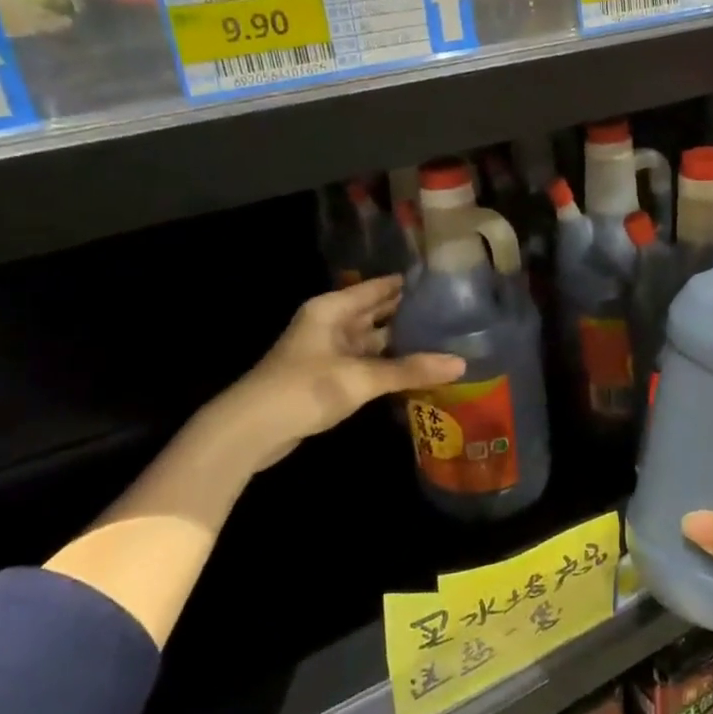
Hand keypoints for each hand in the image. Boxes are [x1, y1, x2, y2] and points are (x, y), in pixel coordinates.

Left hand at [202, 277, 465, 475]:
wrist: (251, 430)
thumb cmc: (304, 389)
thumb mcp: (361, 377)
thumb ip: (410, 370)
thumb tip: (461, 363)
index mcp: (332, 309)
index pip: (377, 288)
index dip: (407, 284)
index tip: (442, 283)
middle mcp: (330, 324)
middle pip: (376, 313)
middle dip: (408, 314)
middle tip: (451, 313)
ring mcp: (328, 352)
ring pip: (371, 341)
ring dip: (399, 342)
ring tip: (441, 339)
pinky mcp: (327, 378)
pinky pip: (365, 364)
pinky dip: (387, 365)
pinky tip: (414, 370)